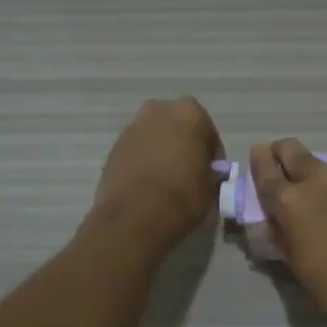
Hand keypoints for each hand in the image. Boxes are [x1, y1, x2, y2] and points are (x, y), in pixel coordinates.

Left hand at [91, 97, 223, 249]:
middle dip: (182, 143)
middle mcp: (159, 111)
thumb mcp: (213, 184)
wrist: (137, 215)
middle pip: (176, 125)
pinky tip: (147, 184)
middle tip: (187, 169)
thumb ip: (211, 170)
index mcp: (190, 113)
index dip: (211, 153)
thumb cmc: (184, 194)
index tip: (211, 172)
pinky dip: (142, 161)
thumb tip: (205, 172)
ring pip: (153, 136)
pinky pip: (135, 151)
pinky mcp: (113, 148)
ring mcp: (132, 128)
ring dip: (160, 150)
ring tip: (165, 179)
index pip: (208, 130)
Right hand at [249, 139, 326, 326]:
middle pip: (294, 150)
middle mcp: (319, 180)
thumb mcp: (299, 267)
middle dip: (285, 155)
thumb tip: (278, 221)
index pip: (266, 170)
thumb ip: (283, 235)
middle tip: (287, 169)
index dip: (260, 161)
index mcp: (291, 202)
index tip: (258, 155)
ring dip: (323, 181)